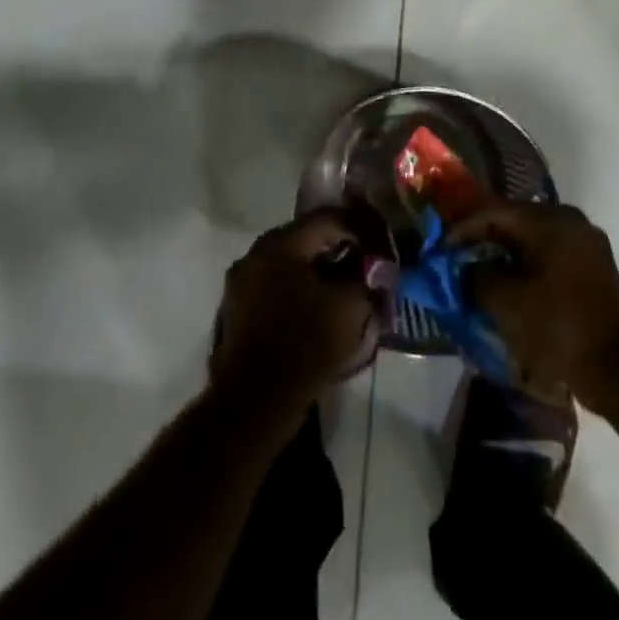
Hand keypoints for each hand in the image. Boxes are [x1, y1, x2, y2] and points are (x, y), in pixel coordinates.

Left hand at [211, 213, 379, 416]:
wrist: (255, 400)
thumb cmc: (305, 343)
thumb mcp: (349, 306)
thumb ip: (366, 276)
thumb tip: (375, 265)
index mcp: (280, 243)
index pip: (327, 219)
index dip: (360, 227)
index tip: (381, 244)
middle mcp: (255, 253)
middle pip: (306, 238)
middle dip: (339, 248)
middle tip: (365, 263)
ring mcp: (241, 281)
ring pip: (290, 263)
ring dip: (319, 270)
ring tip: (345, 287)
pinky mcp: (237, 309)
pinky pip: (275, 286)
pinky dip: (299, 289)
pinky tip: (318, 307)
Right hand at [446, 204, 618, 409]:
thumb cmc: (559, 327)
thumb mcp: (506, 301)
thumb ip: (476, 275)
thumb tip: (464, 268)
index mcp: (551, 220)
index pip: (494, 212)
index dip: (462, 229)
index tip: (440, 249)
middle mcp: (570, 221)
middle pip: (514, 221)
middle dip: (482, 240)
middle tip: (456, 258)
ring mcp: (585, 243)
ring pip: (531, 239)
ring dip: (503, 253)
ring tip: (477, 272)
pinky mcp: (592, 267)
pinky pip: (548, 254)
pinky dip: (524, 265)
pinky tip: (507, 283)